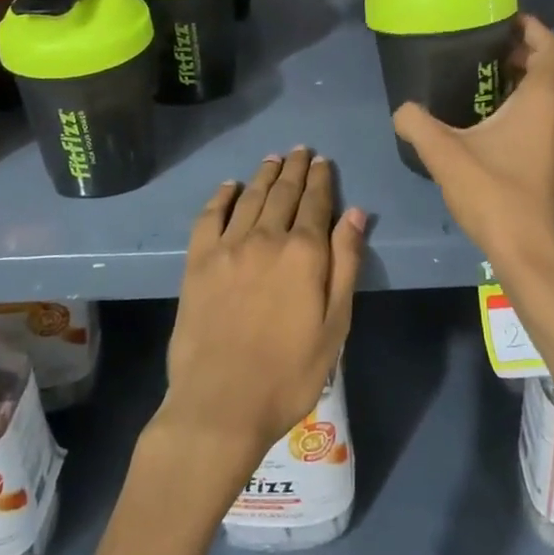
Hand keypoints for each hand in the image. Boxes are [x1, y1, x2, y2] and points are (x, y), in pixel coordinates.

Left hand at [157, 148, 365, 480]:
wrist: (220, 403)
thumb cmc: (289, 373)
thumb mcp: (335, 325)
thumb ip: (346, 264)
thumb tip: (356, 213)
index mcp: (304, 252)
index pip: (317, 203)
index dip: (322, 180)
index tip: (323, 161)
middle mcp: (266, 238)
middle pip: (283, 193)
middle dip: (295, 169)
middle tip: (300, 150)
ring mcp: (227, 247)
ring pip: (250, 198)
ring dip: (264, 175)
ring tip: (274, 159)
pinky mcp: (197, 262)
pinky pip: (209, 216)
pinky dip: (221, 196)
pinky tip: (230, 187)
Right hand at [393, 16, 553, 277]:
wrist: (530, 252)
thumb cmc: (494, 194)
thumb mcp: (444, 154)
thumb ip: (417, 124)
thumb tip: (402, 109)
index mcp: (542, 101)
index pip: (552, 48)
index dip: (534, 28)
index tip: (506, 20)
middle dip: (540, 52)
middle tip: (504, 51)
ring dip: (540, 80)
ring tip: (498, 80)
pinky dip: (537, 107)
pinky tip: (500, 122)